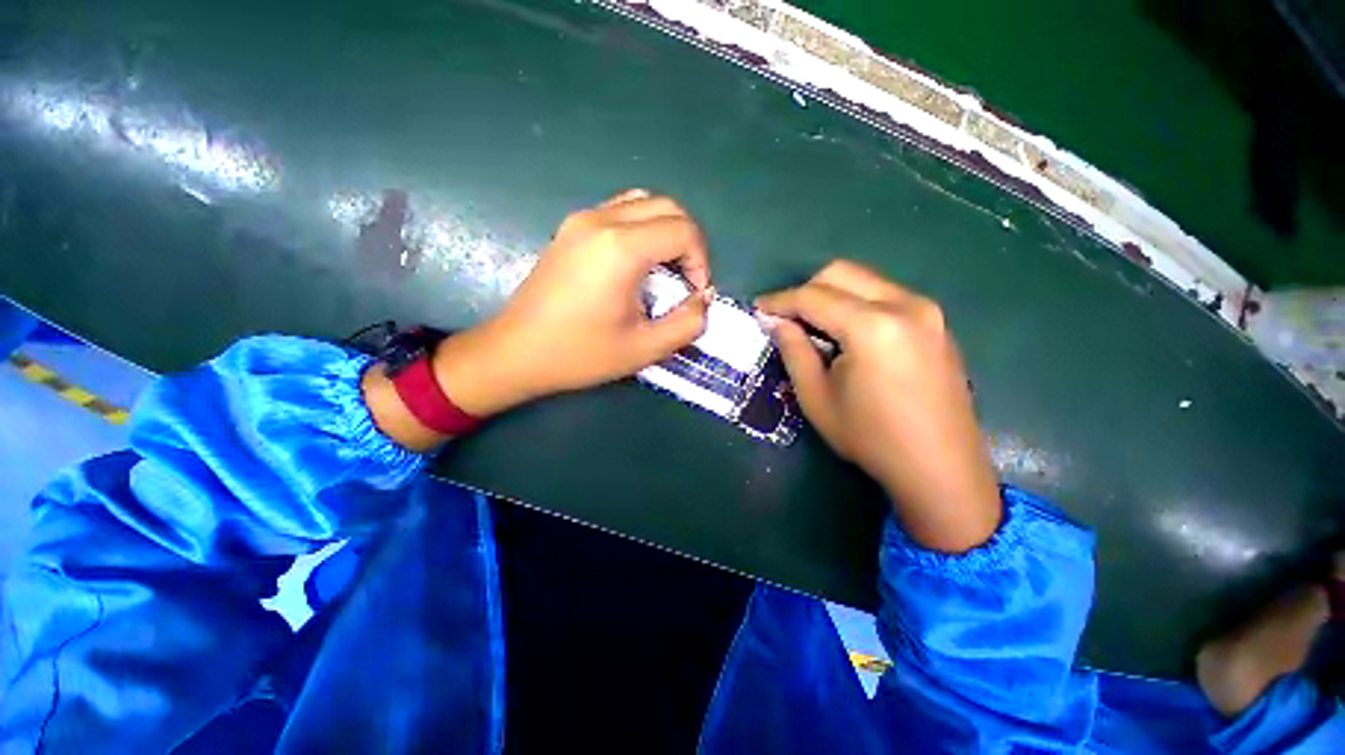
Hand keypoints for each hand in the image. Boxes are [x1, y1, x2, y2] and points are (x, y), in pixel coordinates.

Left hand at [433, 190, 712, 418]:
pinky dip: (641, 229)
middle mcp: (601, 220)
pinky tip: (636, 265)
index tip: (694, 294)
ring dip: (665, 231)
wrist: (517, 352)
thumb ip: (687, 323)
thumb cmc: (580, 354)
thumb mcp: (645, 349)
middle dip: (688, 243)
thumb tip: (703, 299)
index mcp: (621, 248)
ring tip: (664, 271)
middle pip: (667, 207)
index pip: (683, 231)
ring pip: (643, 203)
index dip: (701, 261)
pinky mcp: (570, 229)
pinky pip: (619, 211)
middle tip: (685, 281)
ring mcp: (581, 220)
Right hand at [755, 261, 999, 551]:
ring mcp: (927, 311)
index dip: (780, 300)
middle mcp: (905, 305)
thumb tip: (775, 321)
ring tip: (813, 327)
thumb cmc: (871, 438)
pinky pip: (885, 296)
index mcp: (873, 327)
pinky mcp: (936, 323)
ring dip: (831, 296)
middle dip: (806, 290)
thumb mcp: (817, 397)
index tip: (757, 308)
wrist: (940, 468)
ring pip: (865, 281)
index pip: (814, 297)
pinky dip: (856, 305)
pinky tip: (846, 335)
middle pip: (842, 273)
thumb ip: (793, 350)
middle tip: (786, 318)